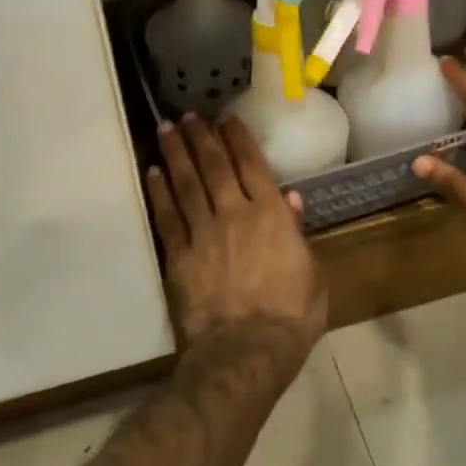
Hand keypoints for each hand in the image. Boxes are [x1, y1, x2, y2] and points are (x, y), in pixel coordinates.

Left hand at [147, 115, 327, 370]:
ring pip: (186, 184)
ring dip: (176, 154)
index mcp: (270, 215)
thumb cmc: (290, 316)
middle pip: (214, 167)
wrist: (246, 350)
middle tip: (188, 114)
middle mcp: (234, 214)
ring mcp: (203, 233)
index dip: (237, 139)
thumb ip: (298, 233)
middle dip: (201, 137)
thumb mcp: (312, 274)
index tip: (225, 118)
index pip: (251, 165)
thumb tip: (290, 198)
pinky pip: (167, 217)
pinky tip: (153, 173)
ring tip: (166, 129)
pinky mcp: (178, 256)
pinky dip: (159, 193)